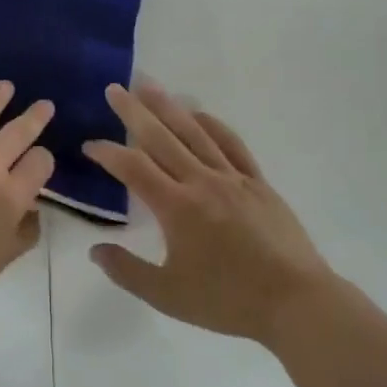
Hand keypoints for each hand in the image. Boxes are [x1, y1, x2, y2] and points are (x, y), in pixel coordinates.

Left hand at [0, 82, 54, 320]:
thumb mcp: (0, 261)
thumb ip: (24, 232)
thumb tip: (34, 209)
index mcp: (10, 198)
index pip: (39, 163)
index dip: (43, 160)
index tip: (38, 161)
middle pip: (18, 133)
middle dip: (35, 117)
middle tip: (44, 105)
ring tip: (6, 87)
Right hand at [84, 81, 335, 345]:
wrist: (296, 302)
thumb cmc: (228, 301)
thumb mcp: (168, 296)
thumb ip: (127, 271)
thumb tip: (95, 250)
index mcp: (177, 207)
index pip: (133, 168)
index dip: (108, 153)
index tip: (89, 145)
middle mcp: (201, 182)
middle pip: (161, 138)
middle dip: (133, 112)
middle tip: (114, 89)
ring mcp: (232, 178)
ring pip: (194, 132)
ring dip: (168, 106)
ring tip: (148, 85)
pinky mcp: (257, 182)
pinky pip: (231, 144)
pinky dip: (212, 124)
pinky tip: (199, 113)